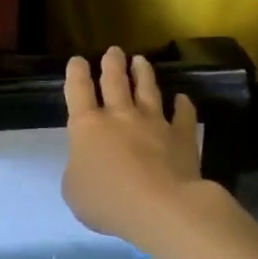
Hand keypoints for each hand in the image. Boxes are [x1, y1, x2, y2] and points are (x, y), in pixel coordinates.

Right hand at [63, 48, 204, 244]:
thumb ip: (77, 170)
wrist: (161, 207)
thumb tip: (86, 162)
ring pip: (148, 90)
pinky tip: (183, 99)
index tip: (78, 60)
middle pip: (115, 81)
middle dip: (112, 63)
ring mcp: (154, 123)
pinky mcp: (181, 136)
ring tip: (141, 60)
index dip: (76, 73)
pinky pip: (183, 115)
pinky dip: (183, 105)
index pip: (78, 90)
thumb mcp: (74, 190)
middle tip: (113, 50)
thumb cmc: (108, 200)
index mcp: (87, 126)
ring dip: (143, 74)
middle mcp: (120, 116)